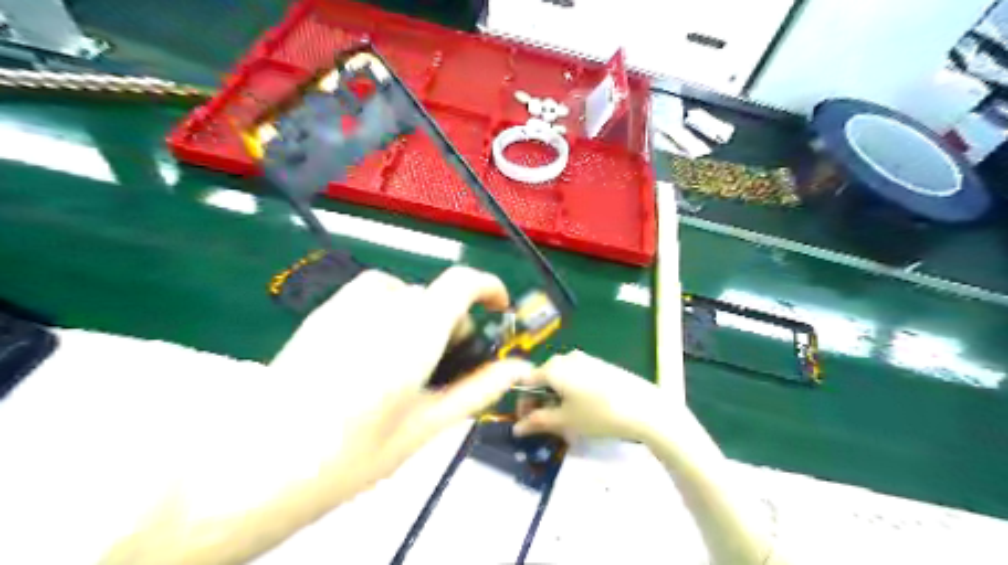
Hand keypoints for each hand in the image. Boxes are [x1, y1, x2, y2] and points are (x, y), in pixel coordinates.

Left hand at [273, 265, 529, 493]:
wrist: (257, 467)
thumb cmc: (349, 456)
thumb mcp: (425, 427)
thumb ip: (478, 390)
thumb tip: (518, 369)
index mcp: (413, 333)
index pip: (462, 282)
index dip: (489, 287)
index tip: (498, 309)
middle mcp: (382, 307)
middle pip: (434, 295)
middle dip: (452, 322)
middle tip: (443, 367)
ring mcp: (346, 306)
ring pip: (404, 293)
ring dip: (419, 315)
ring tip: (407, 358)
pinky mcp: (322, 313)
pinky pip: (370, 296)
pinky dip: (388, 312)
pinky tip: (372, 352)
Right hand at [515, 350, 671, 442]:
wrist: (644, 407)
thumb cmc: (599, 414)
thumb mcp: (565, 421)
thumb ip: (538, 422)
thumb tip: (517, 428)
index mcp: (553, 367)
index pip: (526, 382)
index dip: (523, 403)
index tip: (527, 423)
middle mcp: (566, 358)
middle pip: (543, 379)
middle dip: (541, 402)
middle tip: (547, 426)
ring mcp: (585, 360)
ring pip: (561, 379)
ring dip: (557, 399)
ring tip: (567, 422)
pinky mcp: (600, 365)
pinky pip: (577, 378)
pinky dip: (572, 393)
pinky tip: (585, 411)